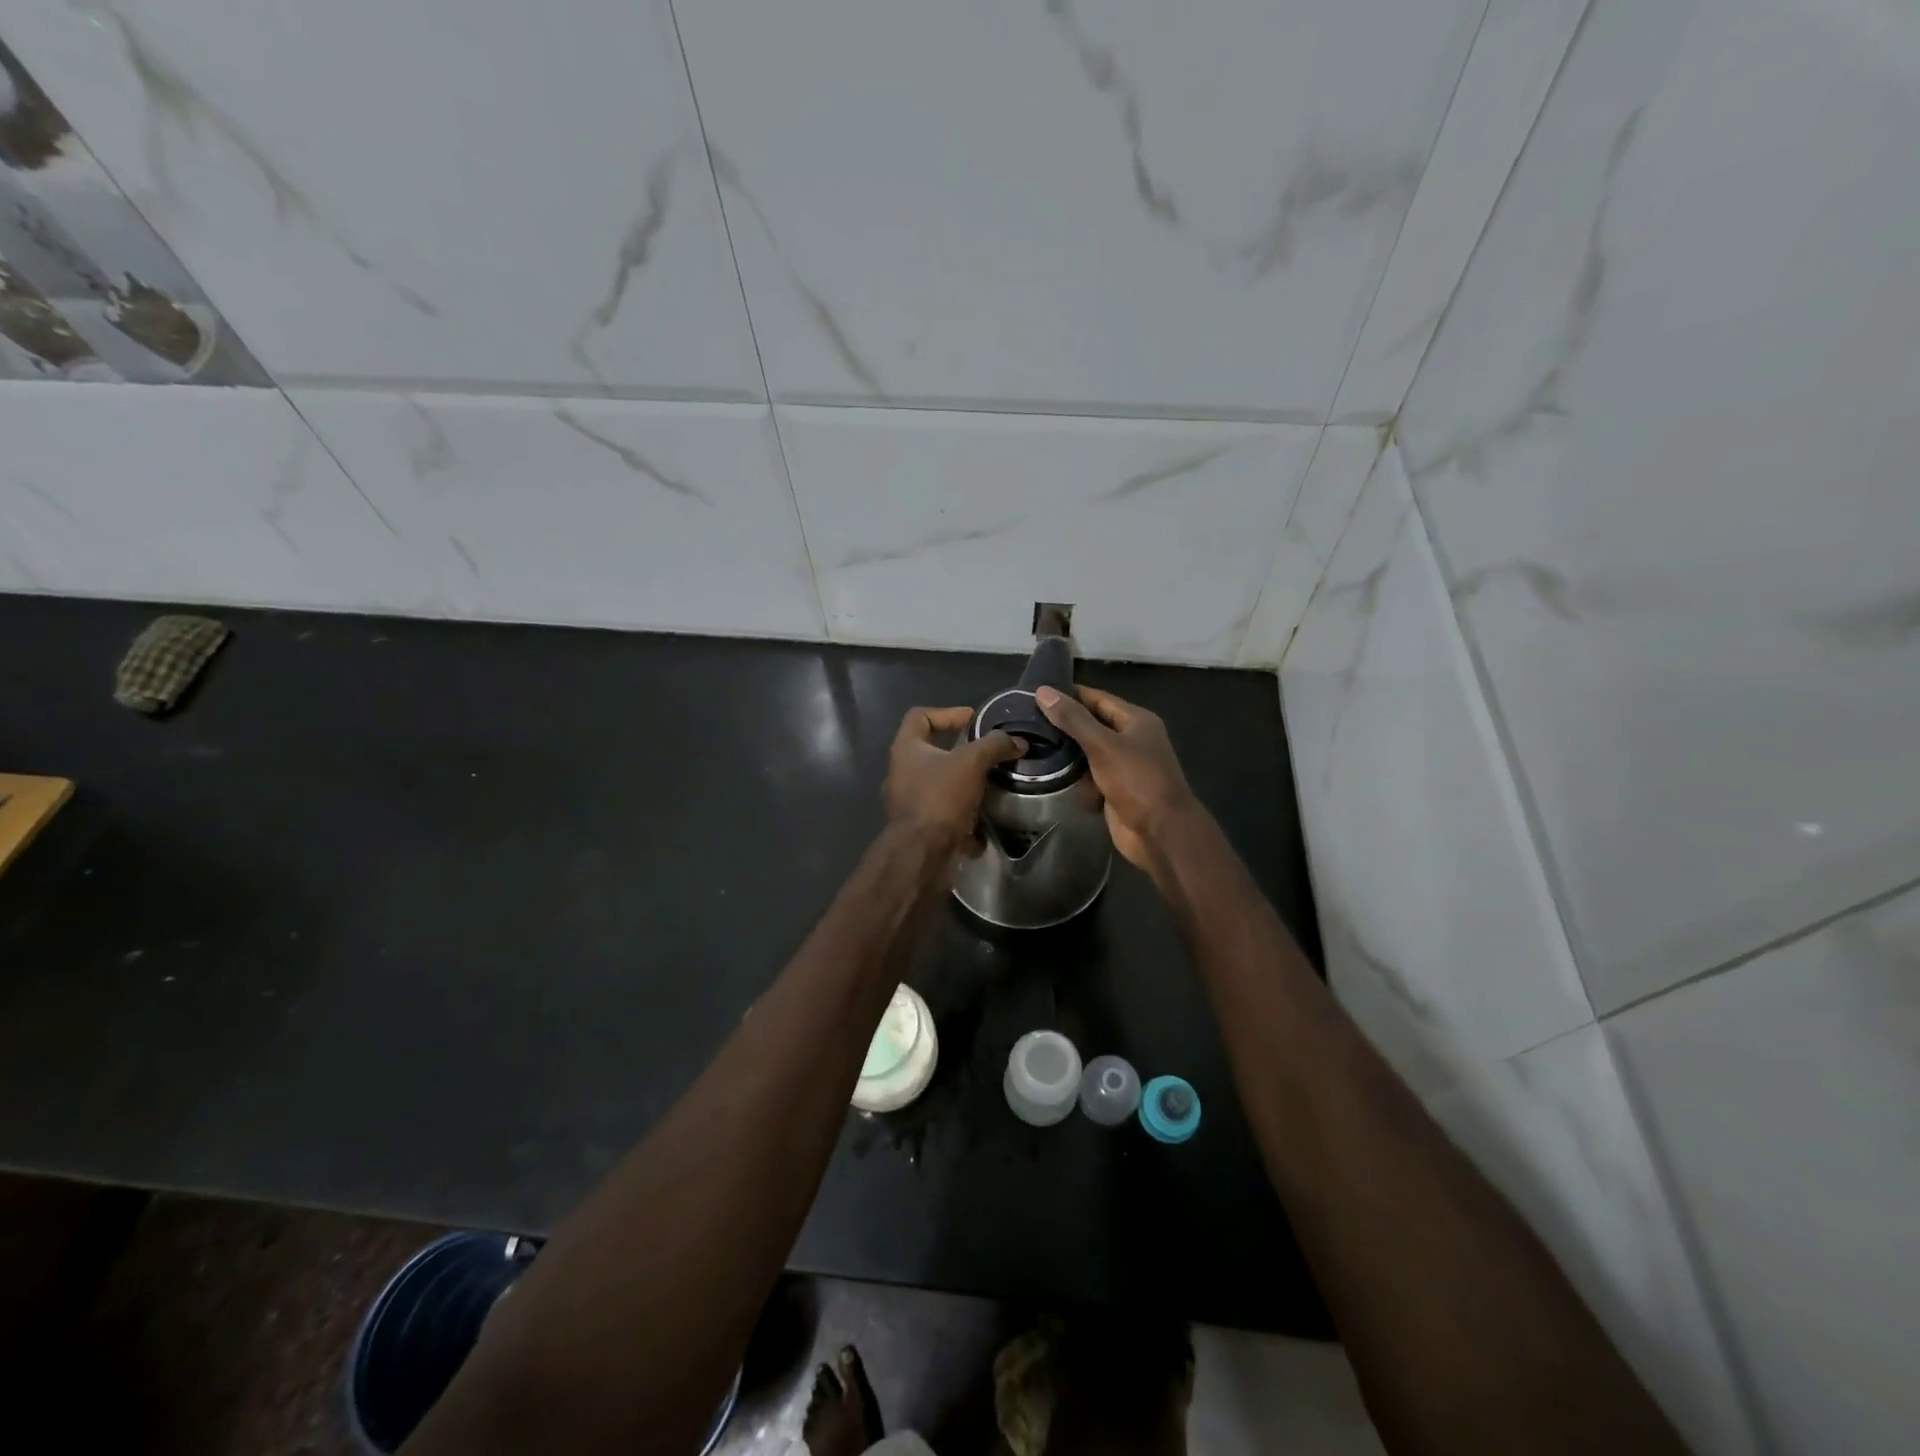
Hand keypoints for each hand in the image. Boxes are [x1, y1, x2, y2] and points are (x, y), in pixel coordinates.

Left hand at [884, 706, 1024, 849]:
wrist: (922, 853)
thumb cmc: (940, 797)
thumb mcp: (972, 763)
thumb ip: (995, 746)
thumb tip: (1018, 741)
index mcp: (906, 749)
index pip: (920, 716)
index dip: (947, 713)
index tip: (973, 719)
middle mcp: (901, 773)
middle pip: (930, 752)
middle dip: (960, 753)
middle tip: (986, 754)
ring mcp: (908, 802)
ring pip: (939, 786)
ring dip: (964, 786)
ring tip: (990, 786)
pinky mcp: (918, 828)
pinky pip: (943, 815)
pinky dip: (963, 818)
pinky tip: (983, 825)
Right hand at [1035, 685, 1198, 875]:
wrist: (1160, 832)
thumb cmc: (1137, 780)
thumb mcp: (1103, 745)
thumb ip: (1073, 719)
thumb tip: (1043, 691)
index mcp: (1136, 721)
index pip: (1098, 698)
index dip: (1070, 694)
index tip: (1037, 693)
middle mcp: (1131, 740)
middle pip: (1092, 726)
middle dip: (1064, 726)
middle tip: (1027, 721)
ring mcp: (1123, 767)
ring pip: (1088, 754)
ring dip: (1067, 755)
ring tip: (1031, 745)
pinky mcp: (1114, 790)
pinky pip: (1090, 778)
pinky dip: (1075, 780)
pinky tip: (1049, 776)